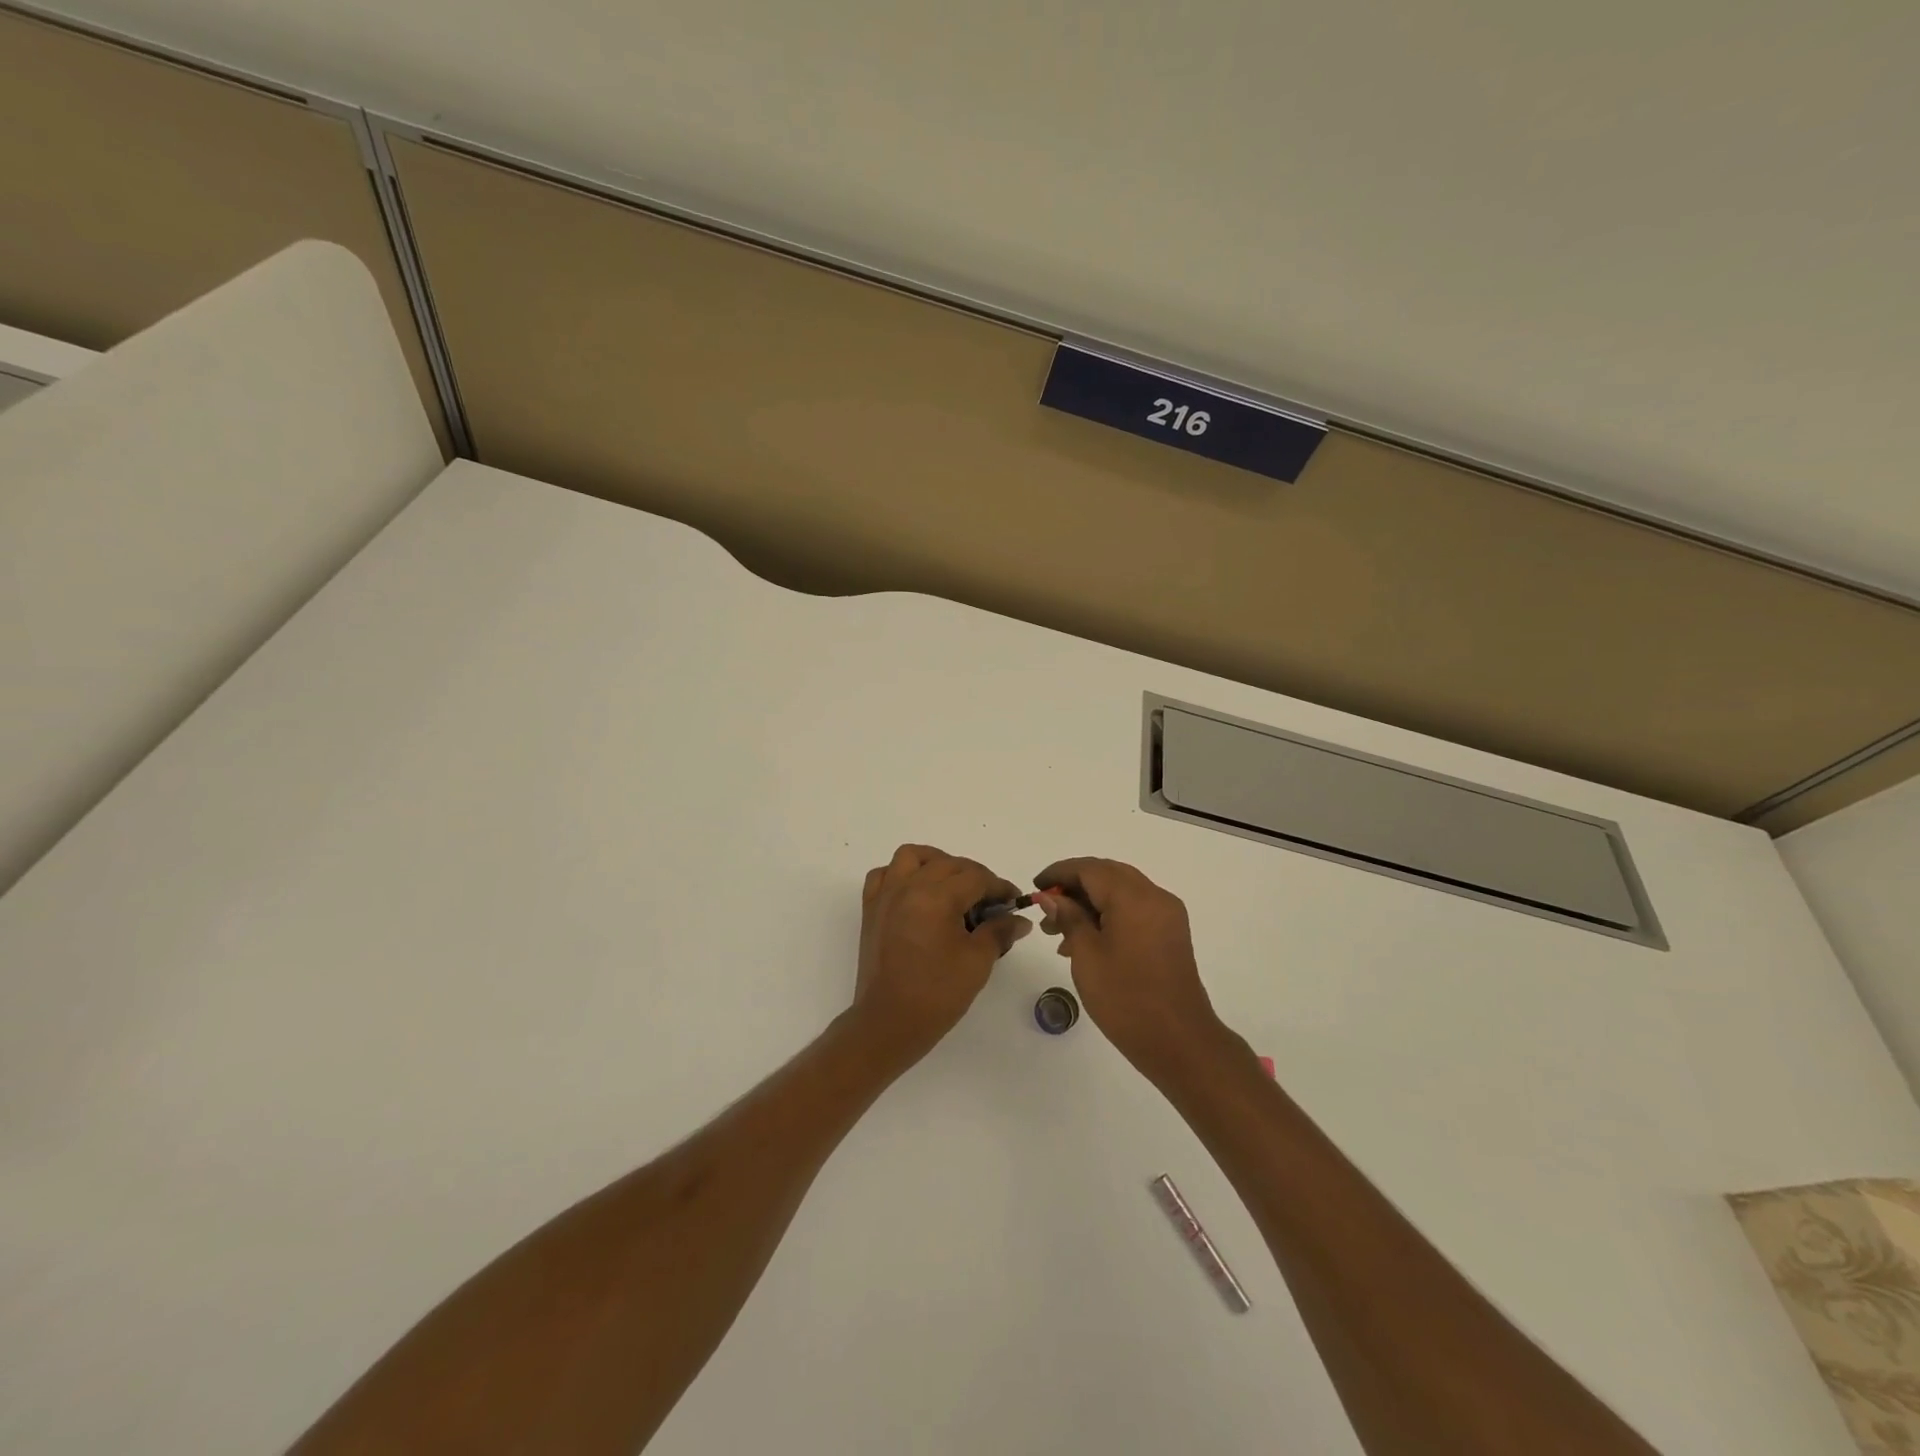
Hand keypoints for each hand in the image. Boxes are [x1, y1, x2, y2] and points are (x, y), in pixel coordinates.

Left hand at [852, 844, 1029, 1060]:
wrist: (888, 1023)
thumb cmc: (936, 994)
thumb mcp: (977, 962)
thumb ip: (998, 932)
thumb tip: (1018, 919)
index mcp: (937, 897)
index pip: (976, 877)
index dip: (1000, 887)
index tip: (1014, 901)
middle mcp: (908, 887)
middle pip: (948, 864)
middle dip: (975, 876)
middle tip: (990, 902)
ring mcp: (885, 896)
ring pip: (912, 857)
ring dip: (936, 863)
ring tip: (952, 885)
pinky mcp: (871, 909)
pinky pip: (883, 875)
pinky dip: (900, 875)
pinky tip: (915, 893)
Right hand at [1031, 858, 1223, 1077]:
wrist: (1179, 1042)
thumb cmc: (1126, 998)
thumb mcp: (1087, 956)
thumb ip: (1069, 918)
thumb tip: (1051, 896)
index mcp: (1134, 897)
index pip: (1090, 869)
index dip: (1059, 873)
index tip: (1035, 887)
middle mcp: (1155, 896)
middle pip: (1107, 875)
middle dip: (1074, 887)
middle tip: (1046, 910)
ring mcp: (1167, 915)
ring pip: (1120, 893)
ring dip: (1089, 903)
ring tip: (1058, 933)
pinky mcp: (1170, 934)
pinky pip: (1134, 910)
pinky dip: (1108, 916)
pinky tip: (1085, 942)